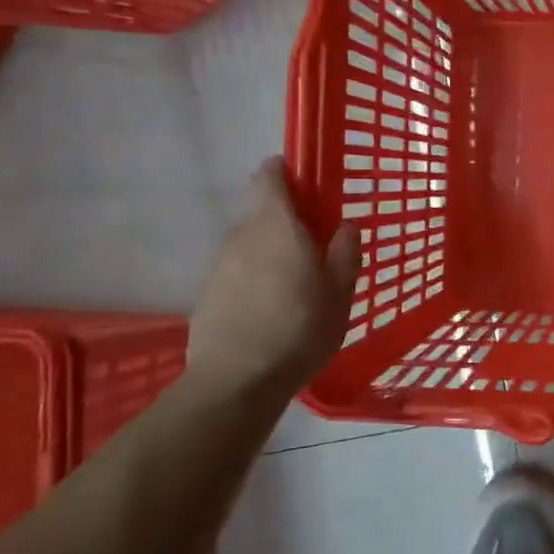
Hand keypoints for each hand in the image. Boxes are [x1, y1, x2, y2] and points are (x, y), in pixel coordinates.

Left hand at [185, 158, 360, 402]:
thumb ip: (344, 254)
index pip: (269, 176)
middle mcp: (242, 235)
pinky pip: (238, 271)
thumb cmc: (299, 329)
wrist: (236, 381)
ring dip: (271, 250)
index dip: (287, 172)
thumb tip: (346, 226)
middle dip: (286, 218)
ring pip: (249, 242)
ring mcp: (220, 264)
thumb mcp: (339, 294)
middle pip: (261, 210)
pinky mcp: (208, 293)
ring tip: (296, 283)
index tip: (309, 186)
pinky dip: (255, 277)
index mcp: (276, 226)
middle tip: (316, 244)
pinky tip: (272, 308)